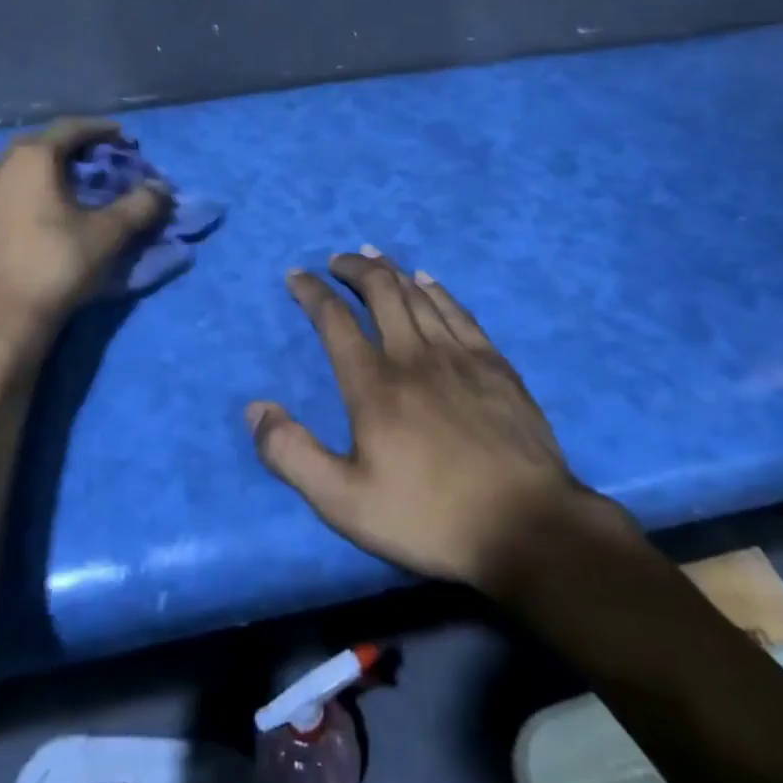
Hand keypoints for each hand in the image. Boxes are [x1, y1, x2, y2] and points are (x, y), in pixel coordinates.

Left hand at [0, 118, 168, 334]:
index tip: (121, 137)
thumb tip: (162, 188)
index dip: (99, 129)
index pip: (70, 128)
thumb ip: (140, 205)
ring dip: (38, 174)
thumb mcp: (108, 235)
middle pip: (38, 147)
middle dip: (68, 151)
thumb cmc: (55, 266)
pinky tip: (27, 216)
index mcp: (30, 158)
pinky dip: (16, 197)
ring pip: (11, 172)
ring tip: (59, 190)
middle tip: (93, 163)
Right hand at [248, 248, 636, 592]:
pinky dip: (437, 290)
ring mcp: (459, 356)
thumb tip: (256, 408)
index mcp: (373, 385)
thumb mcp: (344, 502)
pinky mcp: (495, 365)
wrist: (527, 526)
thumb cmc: (428, 517)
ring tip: (374, 256)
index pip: (334, 320)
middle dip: (353, 268)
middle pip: (380, 292)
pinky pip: (458, 312)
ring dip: (391, 270)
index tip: (296, 275)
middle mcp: (413, 355)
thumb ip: (292, 454)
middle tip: (336, 261)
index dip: (311, 292)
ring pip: (418, 295)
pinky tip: (428, 281)